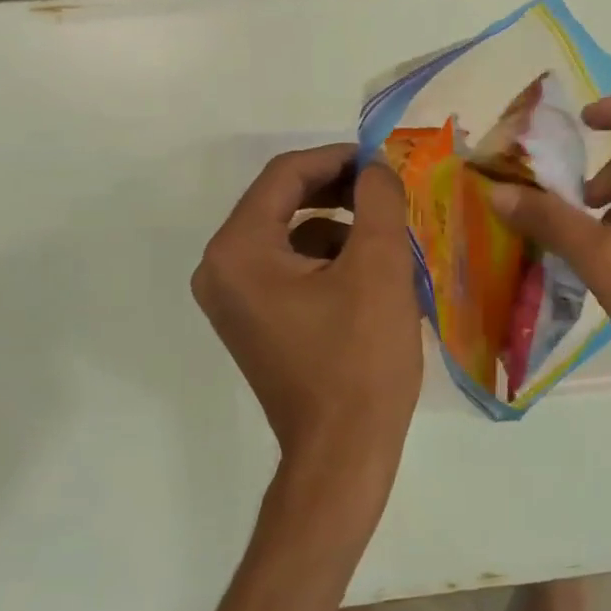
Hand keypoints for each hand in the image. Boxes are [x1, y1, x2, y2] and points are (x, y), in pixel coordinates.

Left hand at [193, 145, 421, 501]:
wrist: (344, 451)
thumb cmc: (360, 358)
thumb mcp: (379, 267)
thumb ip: (377, 200)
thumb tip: (375, 166)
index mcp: (238, 252)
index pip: (285, 176)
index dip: (338, 159)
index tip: (384, 161)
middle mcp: (221, 271)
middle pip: (282, 202)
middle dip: (340, 192)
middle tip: (388, 193)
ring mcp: (236, 301)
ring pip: (292, 236)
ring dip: (340, 226)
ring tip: (389, 239)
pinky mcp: (257, 323)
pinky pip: (292, 269)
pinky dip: (331, 260)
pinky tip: (372, 278)